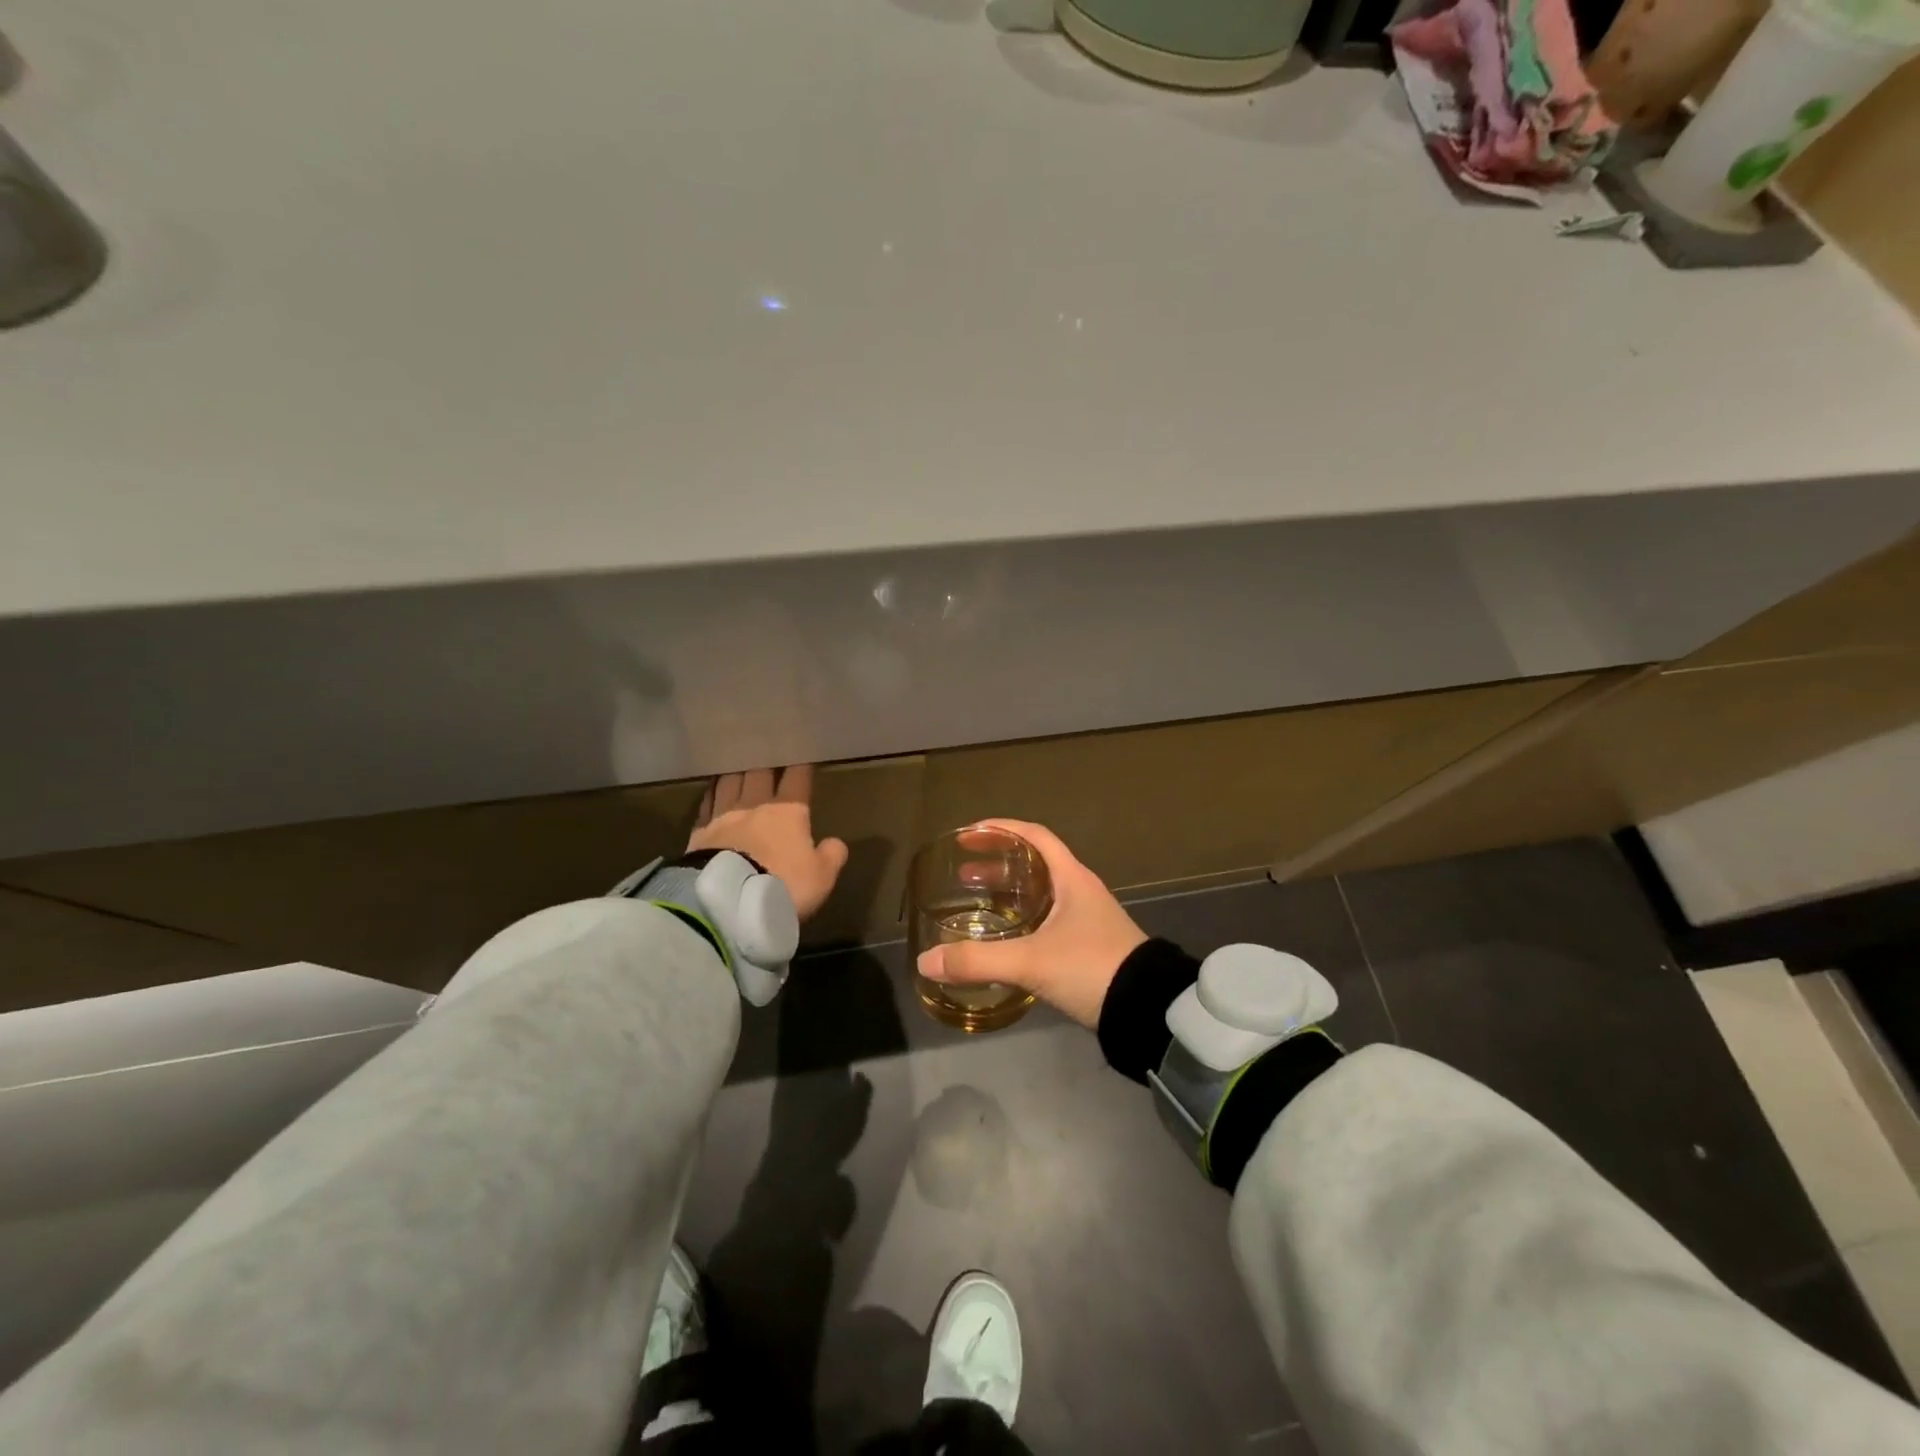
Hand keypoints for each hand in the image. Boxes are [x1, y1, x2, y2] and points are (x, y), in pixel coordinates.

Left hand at [689, 766, 848, 922]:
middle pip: (759, 773)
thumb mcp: (821, 877)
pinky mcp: (699, 832)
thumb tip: (835, 843)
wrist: (728, 901)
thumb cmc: (783, 885)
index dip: (801, 768)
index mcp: (789, 811)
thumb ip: (831, 856)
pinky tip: (713, 792)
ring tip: (739, 767)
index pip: (797, 779)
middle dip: (766, 764)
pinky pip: (706, 804)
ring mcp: (723, 816)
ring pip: (730, 782)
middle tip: (767, 756)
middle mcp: (755, 805)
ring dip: (736, 773)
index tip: (803, 760)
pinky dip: (712, 794)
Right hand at [916, 820, 1146, 1029]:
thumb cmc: (1091, 968)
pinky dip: (1021, 920)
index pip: (1035, 836)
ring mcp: (1086, 919)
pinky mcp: (1087, 945)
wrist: (1147, 1009)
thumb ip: (978, 961)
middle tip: (963, 874)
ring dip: (1008, 893)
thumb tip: (926, 960)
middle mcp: (1080, 891)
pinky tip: (1004, 940)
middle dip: (996, 864)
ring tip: (976, 904)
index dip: (1001, 829)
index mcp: (1072, 878)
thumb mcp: (1031, 962)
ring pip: (1040, 894)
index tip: (970, 833)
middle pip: (1034, 864)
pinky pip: (1046, 919)